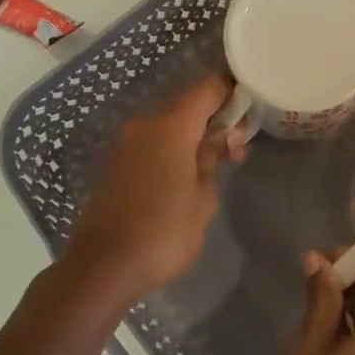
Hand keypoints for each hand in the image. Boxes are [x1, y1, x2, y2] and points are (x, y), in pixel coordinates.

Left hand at [64, 75, 244, 301]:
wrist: (104, 266)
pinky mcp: (114, 163)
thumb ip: (212, 159)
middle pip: (187, 106)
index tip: (250, 111)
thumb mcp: (202, 199)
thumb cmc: (164, 234)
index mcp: (171, 127)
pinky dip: (171, 149)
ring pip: (168, 125)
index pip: (207, 88)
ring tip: (213, 167)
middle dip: (215, 119)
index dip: (231, 92)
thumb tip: (219, 137)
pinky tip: (184, 176)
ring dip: (193, 137)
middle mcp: (145, 125)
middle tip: (237, 149)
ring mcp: (125, 143)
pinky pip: (151, 143)